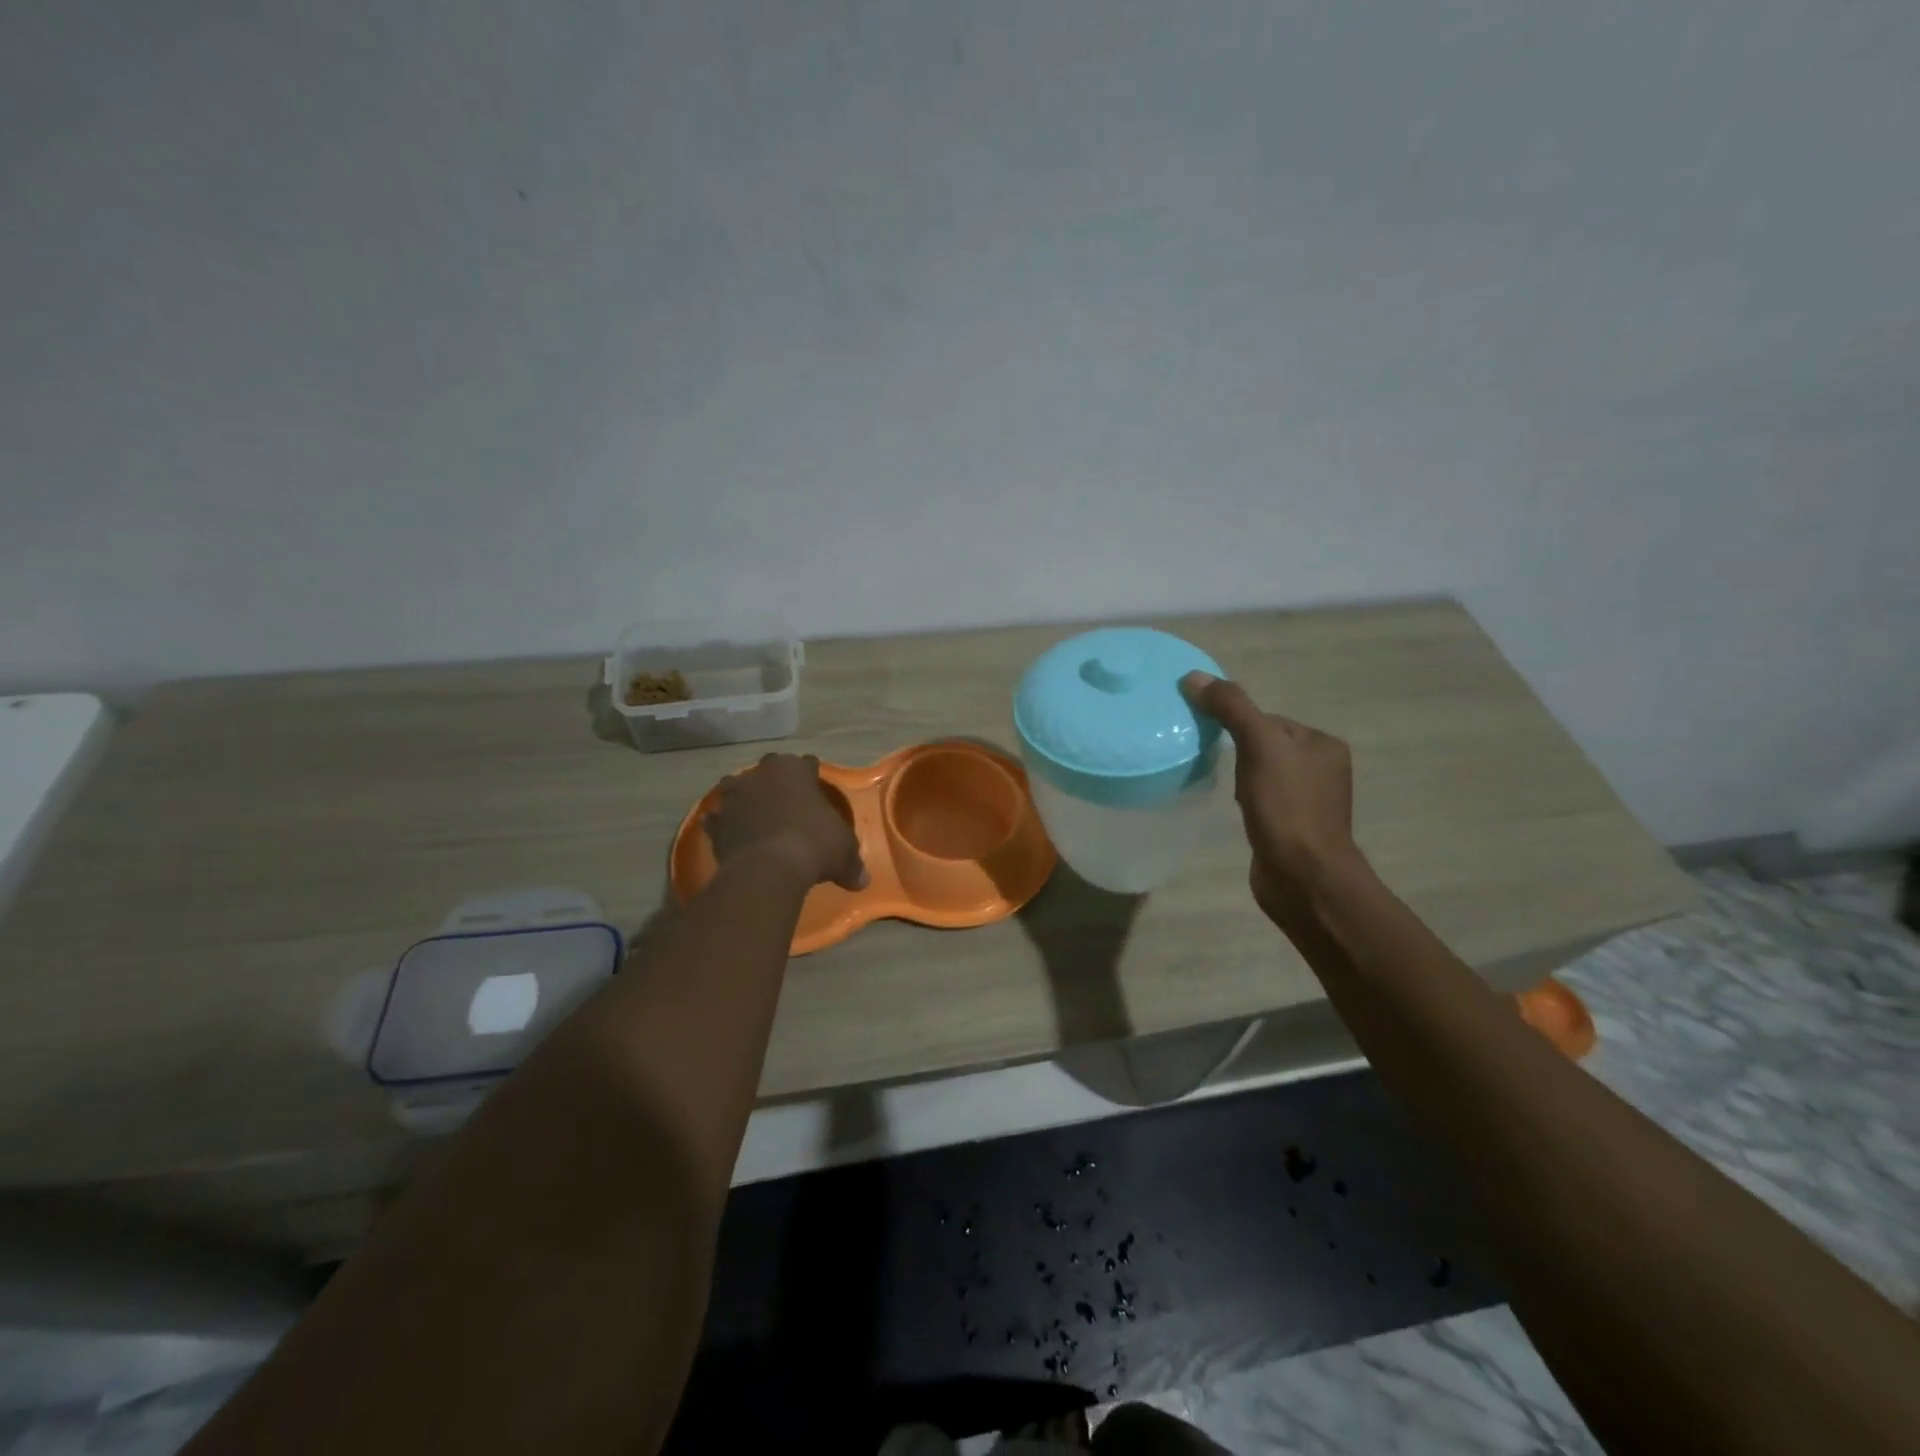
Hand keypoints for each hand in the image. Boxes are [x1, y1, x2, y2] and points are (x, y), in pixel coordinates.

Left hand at [705, 754, 867, 891]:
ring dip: (744, 796)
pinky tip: (730, 832)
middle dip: (776, 780)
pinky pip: (719, 818)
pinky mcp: (716, 822)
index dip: (812, 775)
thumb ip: (852, 862)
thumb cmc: (815, 845)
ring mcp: (734, 796)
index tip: (815, 785)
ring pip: (737, 786)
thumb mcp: (844, 852)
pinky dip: (723, 823)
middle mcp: (762, 775)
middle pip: (769, 768)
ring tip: (753, 811)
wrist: (768, 868)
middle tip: (786, 798)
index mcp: (795, 770)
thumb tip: (862, 881)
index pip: (806, 763)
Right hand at [1181, 672, 1366, 923]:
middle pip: (1265, 745)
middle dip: (1239, 754)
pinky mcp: (1294, 828)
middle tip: (1221, 769)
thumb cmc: (1287, 807)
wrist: (1303, 877)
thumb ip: (1231, 708)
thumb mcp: (1259, 746)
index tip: (1216, 742)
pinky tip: (1240, 813)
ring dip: (1241, 779)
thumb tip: (1194, 677)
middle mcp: (1323, 769)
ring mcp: (1310, 801)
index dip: (1238, 726)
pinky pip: (1264, 801)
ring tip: (1228, 793)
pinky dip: (1247, 802)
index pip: (1269, 720)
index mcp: (1322, 744)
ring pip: (1262, 774)